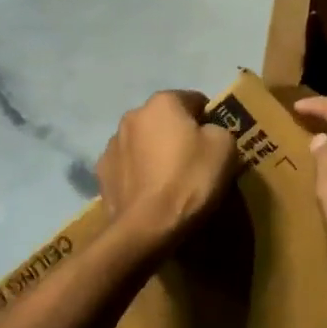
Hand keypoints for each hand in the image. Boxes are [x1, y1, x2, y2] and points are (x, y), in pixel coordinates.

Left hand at [96, 91, 240, 247]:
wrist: (147, 227)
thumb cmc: (189, 180)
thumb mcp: (225, 148)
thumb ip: (218, 129)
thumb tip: (206, 132)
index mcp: (162, 102)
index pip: (194, 100)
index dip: (209, 120)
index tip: (215, 144)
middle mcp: (132, 115)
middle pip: (164, 120)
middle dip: (178, 135)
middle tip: (194, 164)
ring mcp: (112, 144)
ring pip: (143, 142)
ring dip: (154, 153)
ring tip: (169, 182)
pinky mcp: (102, 172)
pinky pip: (128, 166)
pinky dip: (138, 174)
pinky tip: (149, 194)